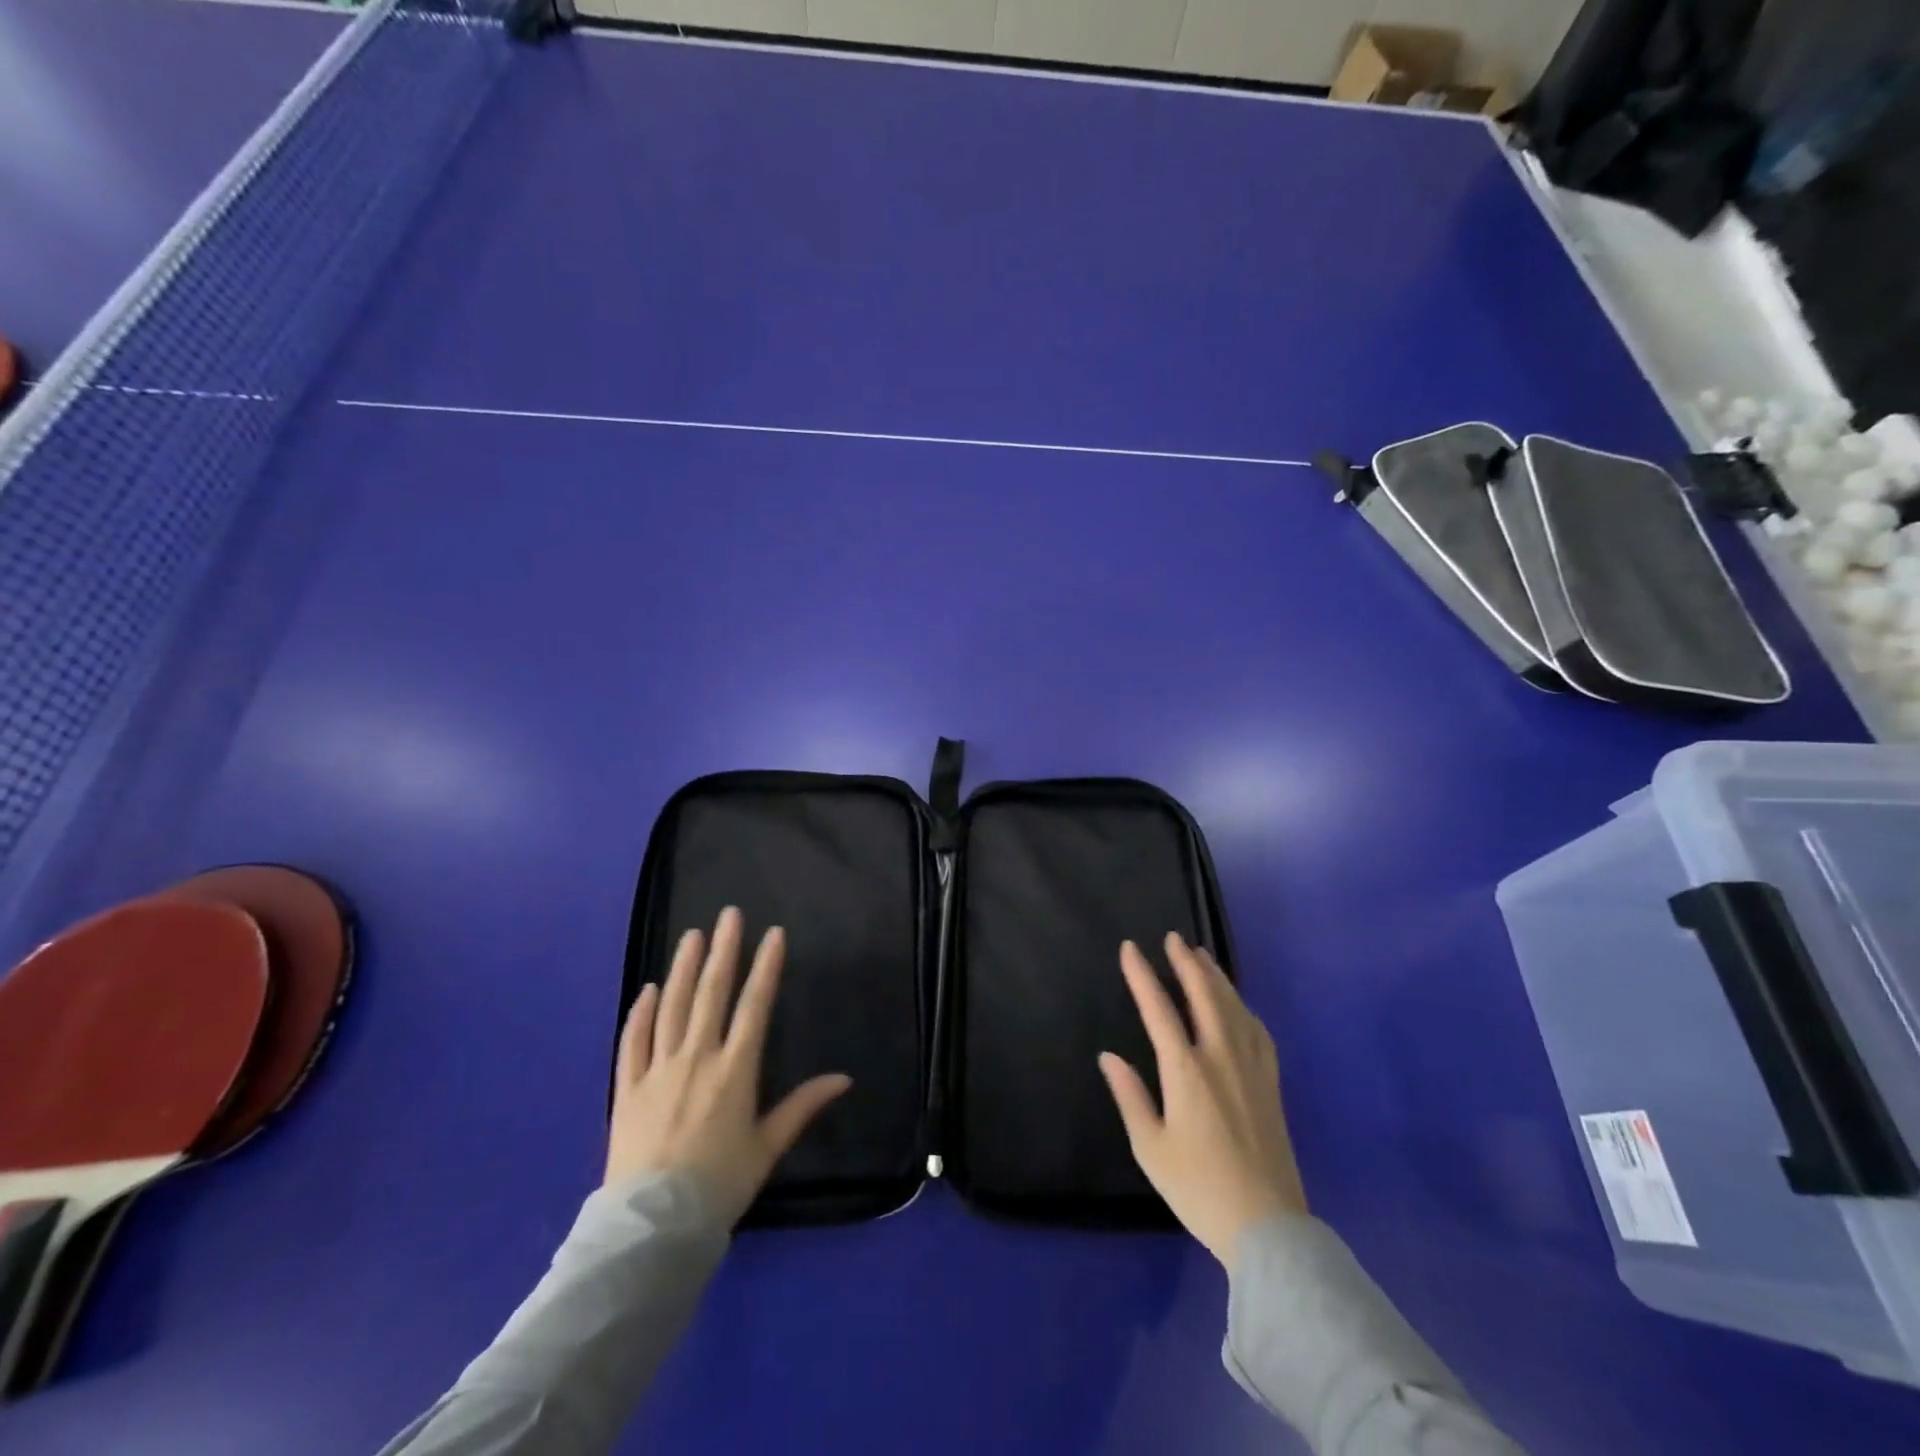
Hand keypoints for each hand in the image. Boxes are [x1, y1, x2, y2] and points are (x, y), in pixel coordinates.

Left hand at [606, 906, 851, 1224]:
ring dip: (684, 968)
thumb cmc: (720, 1186)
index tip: (773, 934)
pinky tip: (649, 989)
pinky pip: (633, 1041)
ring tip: (692, 936)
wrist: (653, 1228)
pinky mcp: (627, 1089)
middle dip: (724, 950)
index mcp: (735, 1070)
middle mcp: (697, 1058)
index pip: (755, 1006)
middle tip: (729, 914)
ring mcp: (658, 1070)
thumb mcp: (768, 1147)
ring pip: (672, 1007)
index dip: (765, 967)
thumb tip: (844, 1079)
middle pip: (712, 994)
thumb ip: (803, 1107)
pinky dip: (641, 1013)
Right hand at [1099, 933, 1306, 1268]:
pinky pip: (1257, 1030)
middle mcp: (1221, 1058)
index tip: (1130, 948)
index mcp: (1186, 1071)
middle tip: (1173, 938)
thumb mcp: (1150, 1148)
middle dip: (1186, 963)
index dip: (1142, 975)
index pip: (1159, 1009)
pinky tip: (1238, 1004)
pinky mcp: (1271, 1084)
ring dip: (1216, 977)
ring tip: (1202, 956)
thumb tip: (1109, 1056)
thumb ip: (1129, 1096)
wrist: (1267, 1227)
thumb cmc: (1198, 1188)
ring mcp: (1251, 1068)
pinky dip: (1243, 1006)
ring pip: (1234, 1007)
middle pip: (1204, 996)